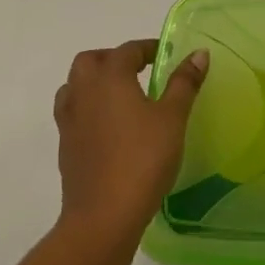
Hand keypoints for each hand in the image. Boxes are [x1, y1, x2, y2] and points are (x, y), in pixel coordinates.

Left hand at [53, 39, 207, 251]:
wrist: (103, 216)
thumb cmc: (143, 159)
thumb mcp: (173, 118)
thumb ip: (184, 83)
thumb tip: (198, 54)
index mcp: (110, 77)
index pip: (127, 50)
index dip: (147, 48)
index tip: (165, 55)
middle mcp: (84, 92)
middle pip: (90, 61)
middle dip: (112, 58)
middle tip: (138, 71)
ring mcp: (69, 120)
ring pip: (75, 86)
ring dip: (94, 82)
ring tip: (121, 96)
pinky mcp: (65, 146)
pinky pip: (73, 113)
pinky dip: (88, 108)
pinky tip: (109, 127)